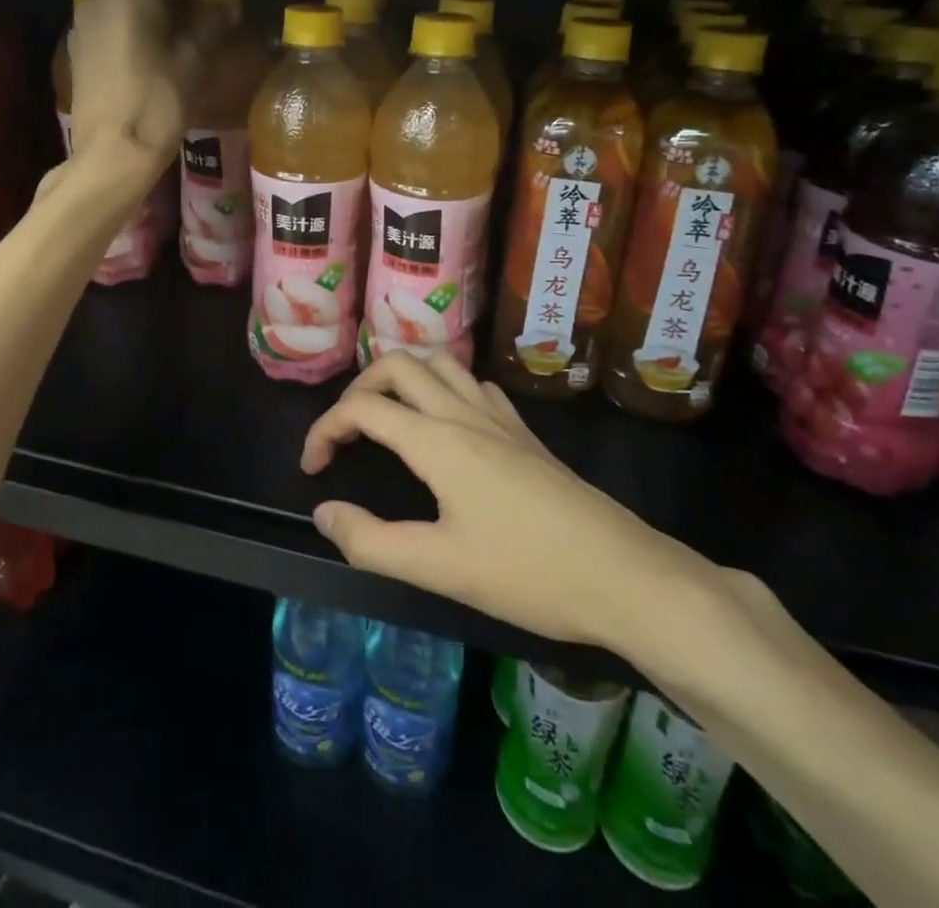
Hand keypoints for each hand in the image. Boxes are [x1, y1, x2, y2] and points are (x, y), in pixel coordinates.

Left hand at [67, 0, 211, 187]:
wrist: (111, 154)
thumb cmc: (158, 101)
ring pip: (130, 4)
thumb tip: (225, 7)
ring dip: (159, 10)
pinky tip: (157, 48)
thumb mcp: (194, 60)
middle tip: (212, 6)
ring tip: (187, 29)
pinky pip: (114, 26)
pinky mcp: (78, 49)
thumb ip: (211, 24)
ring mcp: (84, 22)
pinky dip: (138, 29)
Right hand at [300, 353, 723, 658]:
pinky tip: (448, 423)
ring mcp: (499, 417)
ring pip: (440, 363)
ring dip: (403, 378)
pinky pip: (473, 384)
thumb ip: (371, 542)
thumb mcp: (440, 568)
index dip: (325, 429)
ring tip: (388, 416)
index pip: (363, 408)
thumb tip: (324, 513)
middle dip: (359, 388)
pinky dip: (444, 387)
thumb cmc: (529, 574)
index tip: (312, 468)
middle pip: (398, 365)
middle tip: (347, 433)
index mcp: (437, 441)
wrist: (626, 575)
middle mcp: (464, 413)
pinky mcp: (525, 432)